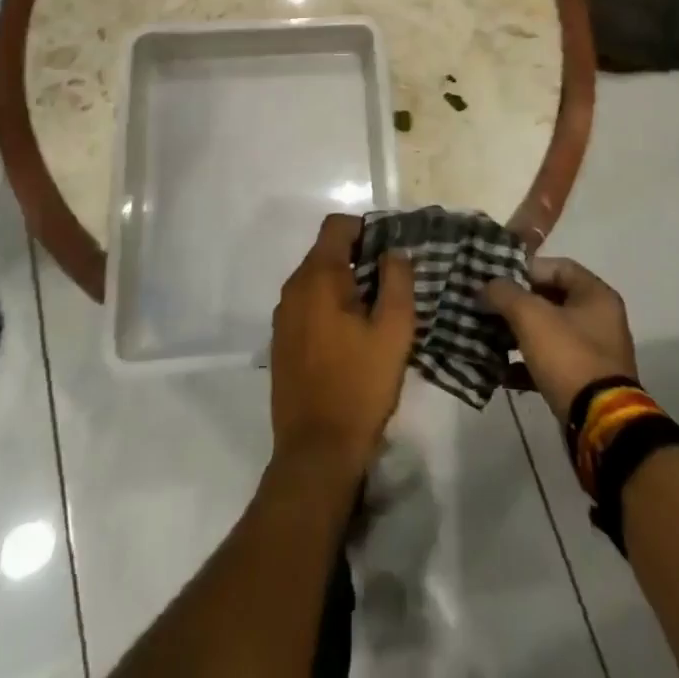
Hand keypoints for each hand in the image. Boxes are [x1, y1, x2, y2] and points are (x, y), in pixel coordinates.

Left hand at [270, 214, 415, 478]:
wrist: (316, 452)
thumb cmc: (360, 386)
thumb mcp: (394, 331)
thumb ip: (397, 281)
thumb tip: (394, 251)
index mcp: (317, 277)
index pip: (337, 226)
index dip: (366, 229)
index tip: (391, 252)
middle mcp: (293, 289)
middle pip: (326, 252)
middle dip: (359, 259)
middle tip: (391, 285)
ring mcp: (283, 317)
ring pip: (316, 281)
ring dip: (345, 285)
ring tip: (375, 313)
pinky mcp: (281, 342)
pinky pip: (307, 306)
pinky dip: (329, 308)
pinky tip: (351, 339)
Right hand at [483, 257, 638, 423]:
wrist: (600, 425)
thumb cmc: (568, 357)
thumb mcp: (530, 316)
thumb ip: (503, 293)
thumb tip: (483, 287)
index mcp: (595, 295)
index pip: (556, 266)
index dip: (525, 269)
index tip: (496, 279)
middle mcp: (599, 320)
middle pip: (550, 300)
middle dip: (515, 303)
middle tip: (486, 306)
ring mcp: (593, 353)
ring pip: (547, 333)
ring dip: (517, 334)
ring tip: (487, 337)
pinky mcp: (584, 382)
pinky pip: (550, 364)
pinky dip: (526, 365)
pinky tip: (500, 373)